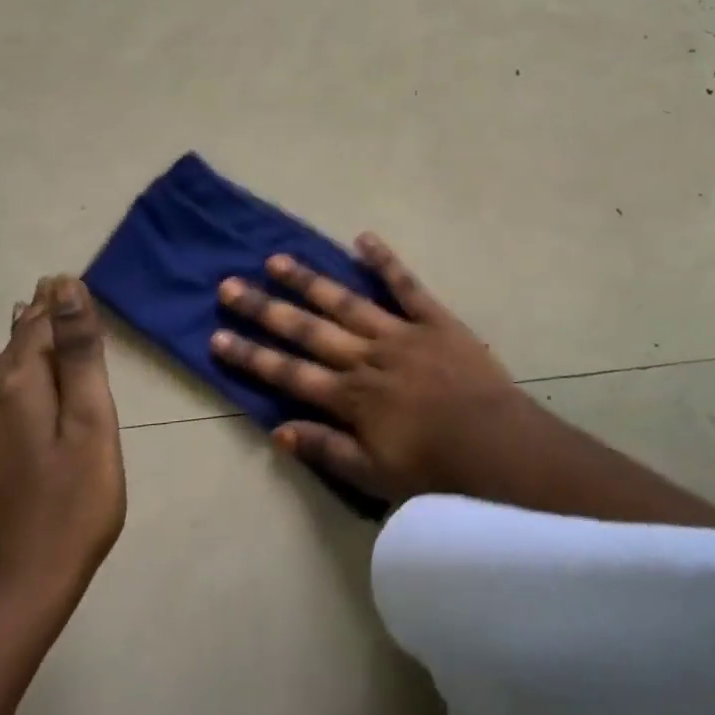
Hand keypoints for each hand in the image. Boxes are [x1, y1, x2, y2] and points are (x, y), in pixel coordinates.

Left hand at [0, 276, 125, 616]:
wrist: (17, 589)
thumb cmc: (73, 501)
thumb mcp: (90, 420)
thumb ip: (79, 353)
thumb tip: (65, 288)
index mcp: (21, 384)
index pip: (39, 324)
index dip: (55, 301)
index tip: (65, 276)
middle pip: (17, 343)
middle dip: (37, 315)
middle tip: (52, 286)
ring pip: (2, 368)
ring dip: (21, 340)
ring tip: (29, 313)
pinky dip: (8, 370)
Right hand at [210, 234, 544, 502]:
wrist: (498, 447)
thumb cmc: (435, 469)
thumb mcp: (374, 476)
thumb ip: (325, 449)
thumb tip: (276, 430)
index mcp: (351, 396)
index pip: (288, 373)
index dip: (250, 355)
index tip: (216, 336)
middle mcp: (366, 357)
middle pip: (306, 330)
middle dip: (264, 309)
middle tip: (229, 285)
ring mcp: (399, 332)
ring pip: (344, 301)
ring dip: (309, 280)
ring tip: (276, 259)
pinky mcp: (433, 318)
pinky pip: (405, 284)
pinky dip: (384, 260)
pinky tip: (362, 238)